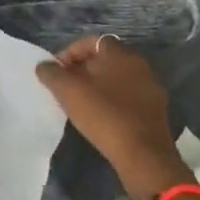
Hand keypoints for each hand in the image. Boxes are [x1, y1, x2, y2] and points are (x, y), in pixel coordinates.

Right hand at [36, 36, 193, 199]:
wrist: (144, 157)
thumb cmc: (104, 115)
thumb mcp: (67, 91)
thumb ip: (51, 73)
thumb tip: (44, 66)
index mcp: (121, 54)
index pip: (92, 41)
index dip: (70, 52)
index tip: (56, 70)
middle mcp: (140, 66)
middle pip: (105, 59)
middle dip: (82, 69)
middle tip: (65, 85)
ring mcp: (151, 89)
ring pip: (117, 79)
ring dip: (97, 85)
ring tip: (79, 101)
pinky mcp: (155, 112)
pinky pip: (127, 97)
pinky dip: (111, 100)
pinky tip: (99, 116)